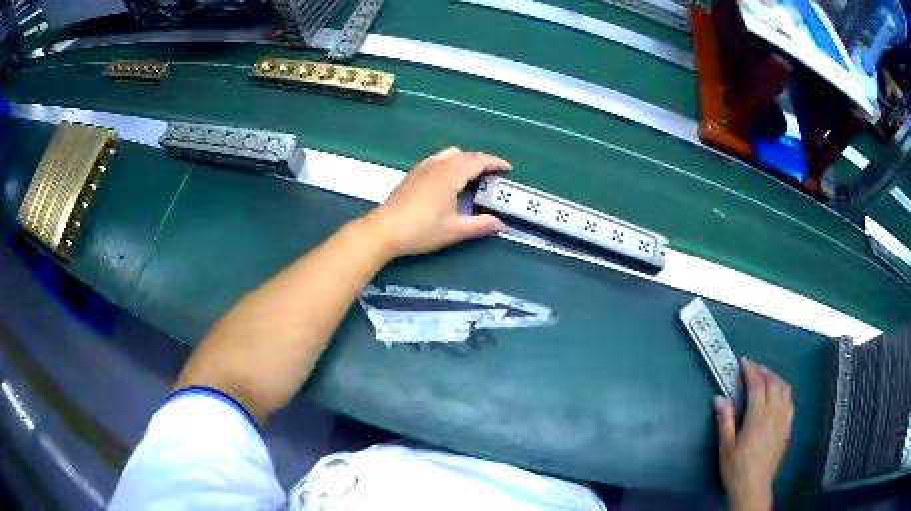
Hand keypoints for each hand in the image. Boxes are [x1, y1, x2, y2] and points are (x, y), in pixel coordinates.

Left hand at [364, 147, 511, 257]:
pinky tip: (449, 179)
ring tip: (472, 175)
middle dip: (482, 161)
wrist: (384, 229)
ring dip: (465, 159)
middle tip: (493, 175)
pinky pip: (438, 158)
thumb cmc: (421, 230)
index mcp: (451, 174)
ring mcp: (423, 166)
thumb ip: (480, 225)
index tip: (508, 168)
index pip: (479, 160)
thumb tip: (501, 224)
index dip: (496, 162)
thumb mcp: (454, 230)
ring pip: (450, 153)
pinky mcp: (413, 172)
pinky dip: (451, 162)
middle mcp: (438, 164)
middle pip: (465, 154)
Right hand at [714, 358, 793, 510]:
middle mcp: (774, 412)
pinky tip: (778, 396)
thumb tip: (720, 398)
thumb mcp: (726, 447)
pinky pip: (790, 401)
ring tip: (765, 378)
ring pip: (784, 388)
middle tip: (752, 368)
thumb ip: (725, 420)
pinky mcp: (788, 427)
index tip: (743, 362)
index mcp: (758, 416)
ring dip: (775, 378)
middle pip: (773, 382)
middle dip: (763, 371)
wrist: (754, 487)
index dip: (750, 370)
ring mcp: (784, 419)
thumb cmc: (737, 468)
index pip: (757, 384)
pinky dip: (783, 391)